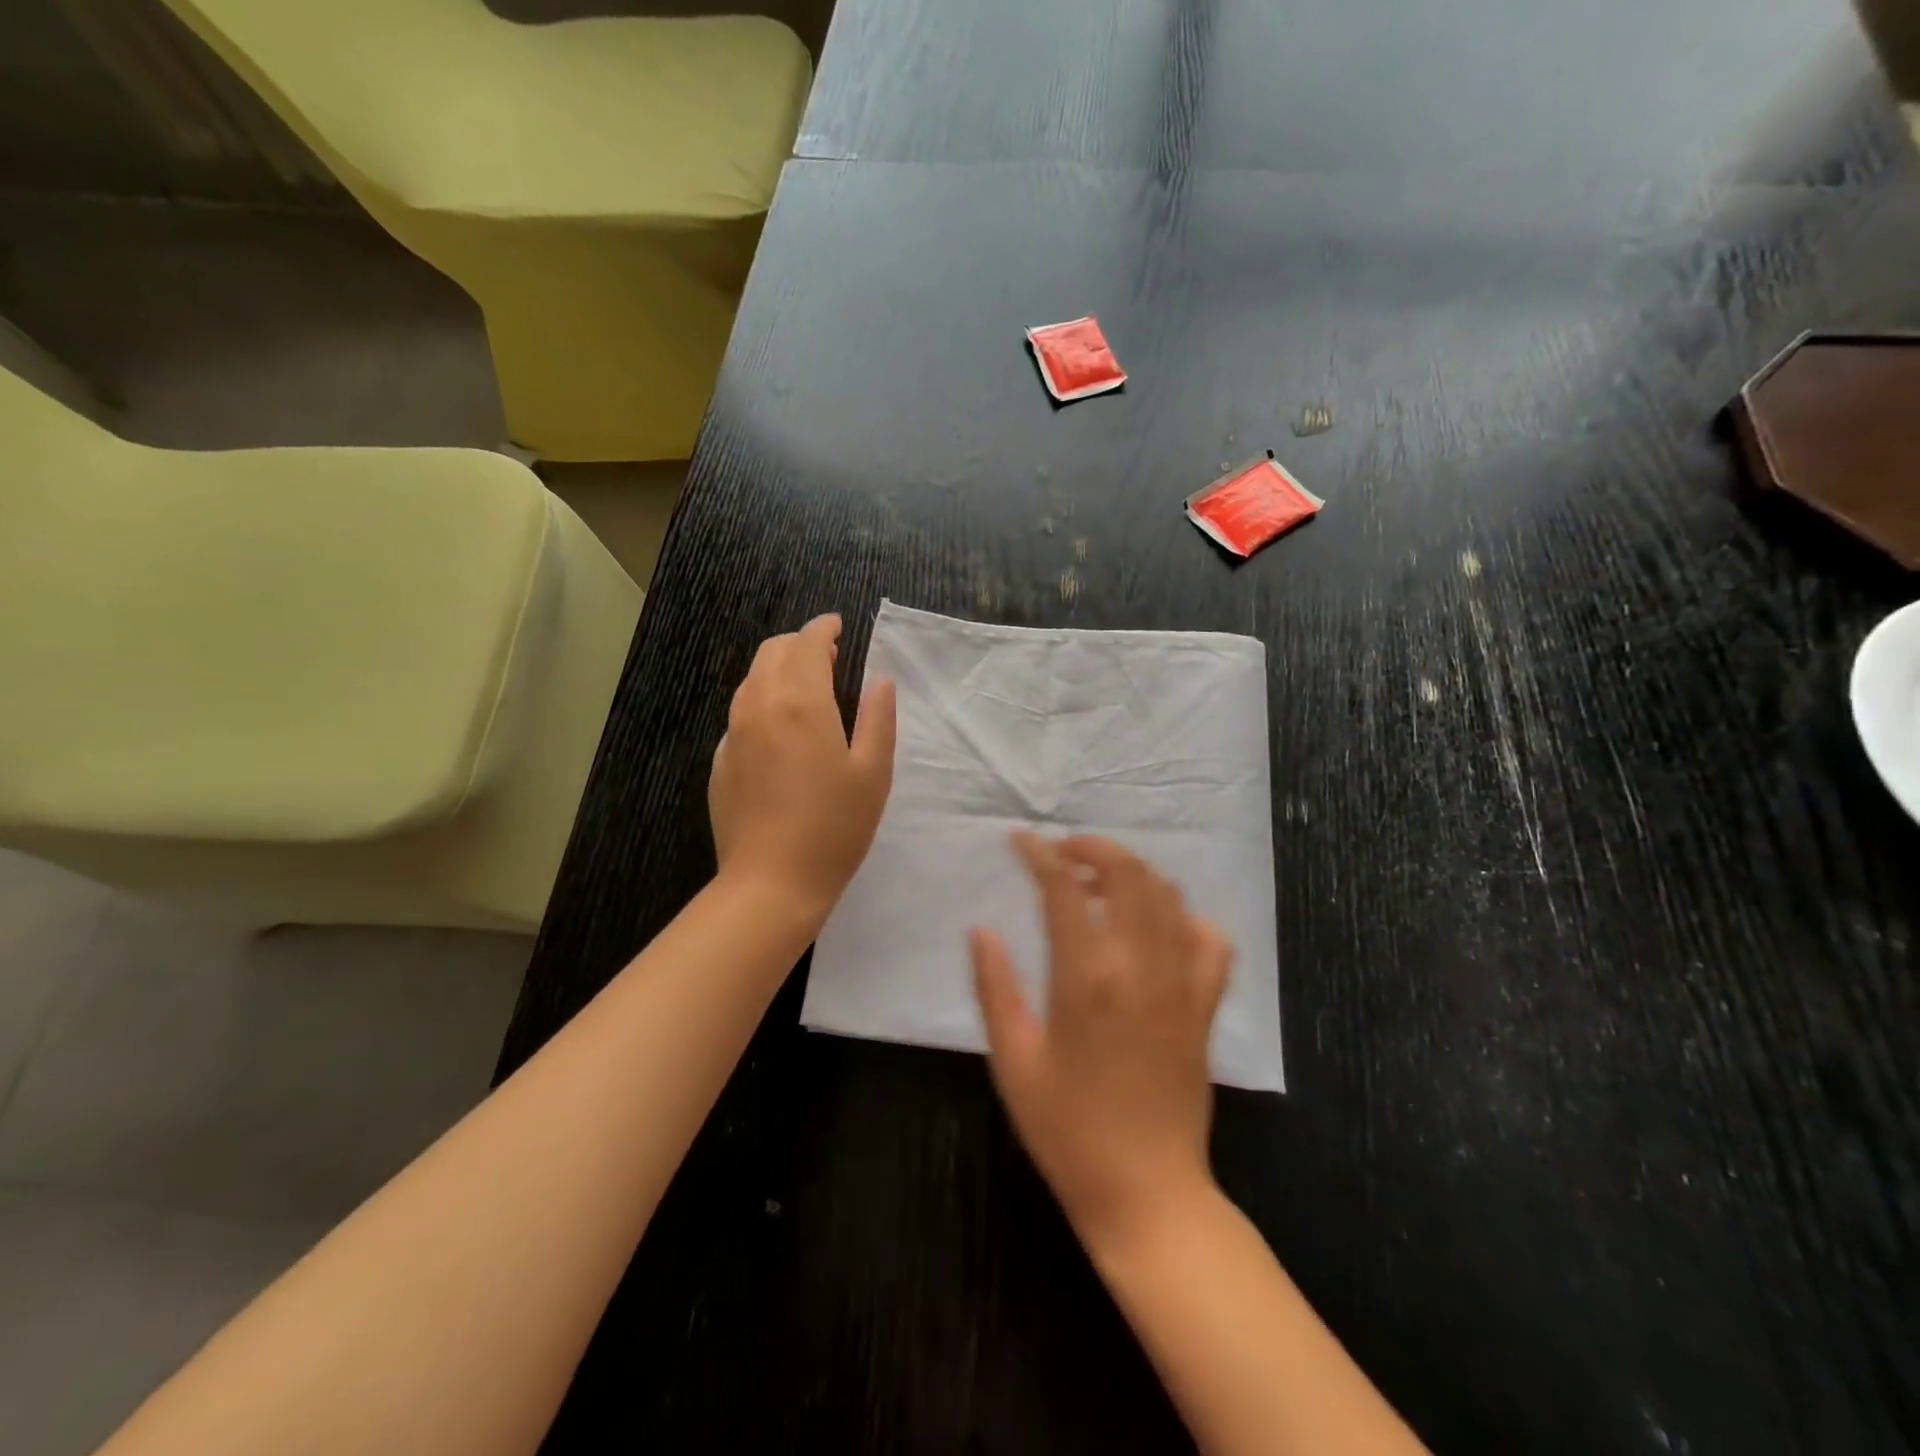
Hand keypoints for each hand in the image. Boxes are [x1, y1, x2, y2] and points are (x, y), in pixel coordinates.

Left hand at [709, 614, 896, 916]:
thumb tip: (878, 681)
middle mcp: (759, 706)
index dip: (823, 628)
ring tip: (807, 688)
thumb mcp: (873, 773)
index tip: (838, 626)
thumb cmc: (834, 827)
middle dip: (799, 644)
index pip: (807, 643)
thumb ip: (878, 718)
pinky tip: (781, 732)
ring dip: (778, 670)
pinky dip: (763, 703)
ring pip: (751, 680)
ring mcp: (733, 734)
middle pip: (772, 652)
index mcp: (800, 702)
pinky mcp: (721, 762)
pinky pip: (741, 714)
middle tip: (828, 656)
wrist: (770, 883)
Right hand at [971, 834, 1231, 1249]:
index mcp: (1086, 978)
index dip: (1039, 853)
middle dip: (1092, 846)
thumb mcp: (1014, 1061)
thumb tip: (982, 929)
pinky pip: (1210, 940)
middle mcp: (1140, 967)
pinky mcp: (1205, 1006)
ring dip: (1132, 872)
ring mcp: (1181, 983)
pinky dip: (1184, 915)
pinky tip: (1158, 924)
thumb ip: (995, 987)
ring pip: (1167, 896)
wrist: (1146, 1192)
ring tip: (1099, 881)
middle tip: (1062, 851)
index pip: (1064, 887)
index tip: (1019, 840)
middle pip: (1127, 873)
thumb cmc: (1067, 1130)